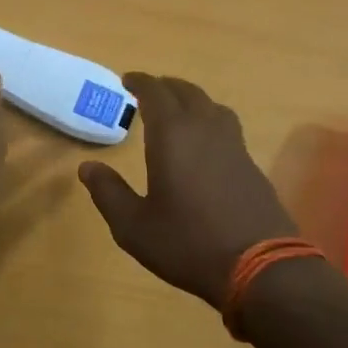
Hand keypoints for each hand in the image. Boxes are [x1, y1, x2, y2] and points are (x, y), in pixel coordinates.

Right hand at [79, 74, 297, 306]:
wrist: (260, 268)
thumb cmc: (187, 243)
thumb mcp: (133, 226)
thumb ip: (108, 192)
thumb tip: (87, 167)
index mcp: (172, 136)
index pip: (155, 93)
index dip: (140, 82)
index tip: (127, 79)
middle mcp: (205, 130)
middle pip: (187, 92)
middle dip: (166, 86)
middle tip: (149, 90)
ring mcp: (234, 147)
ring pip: (212, 107)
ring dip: (192, 100)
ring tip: (178, 110)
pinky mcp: (252, 166)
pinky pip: (227, 128)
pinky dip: (210, 122)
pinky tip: (205, 144)